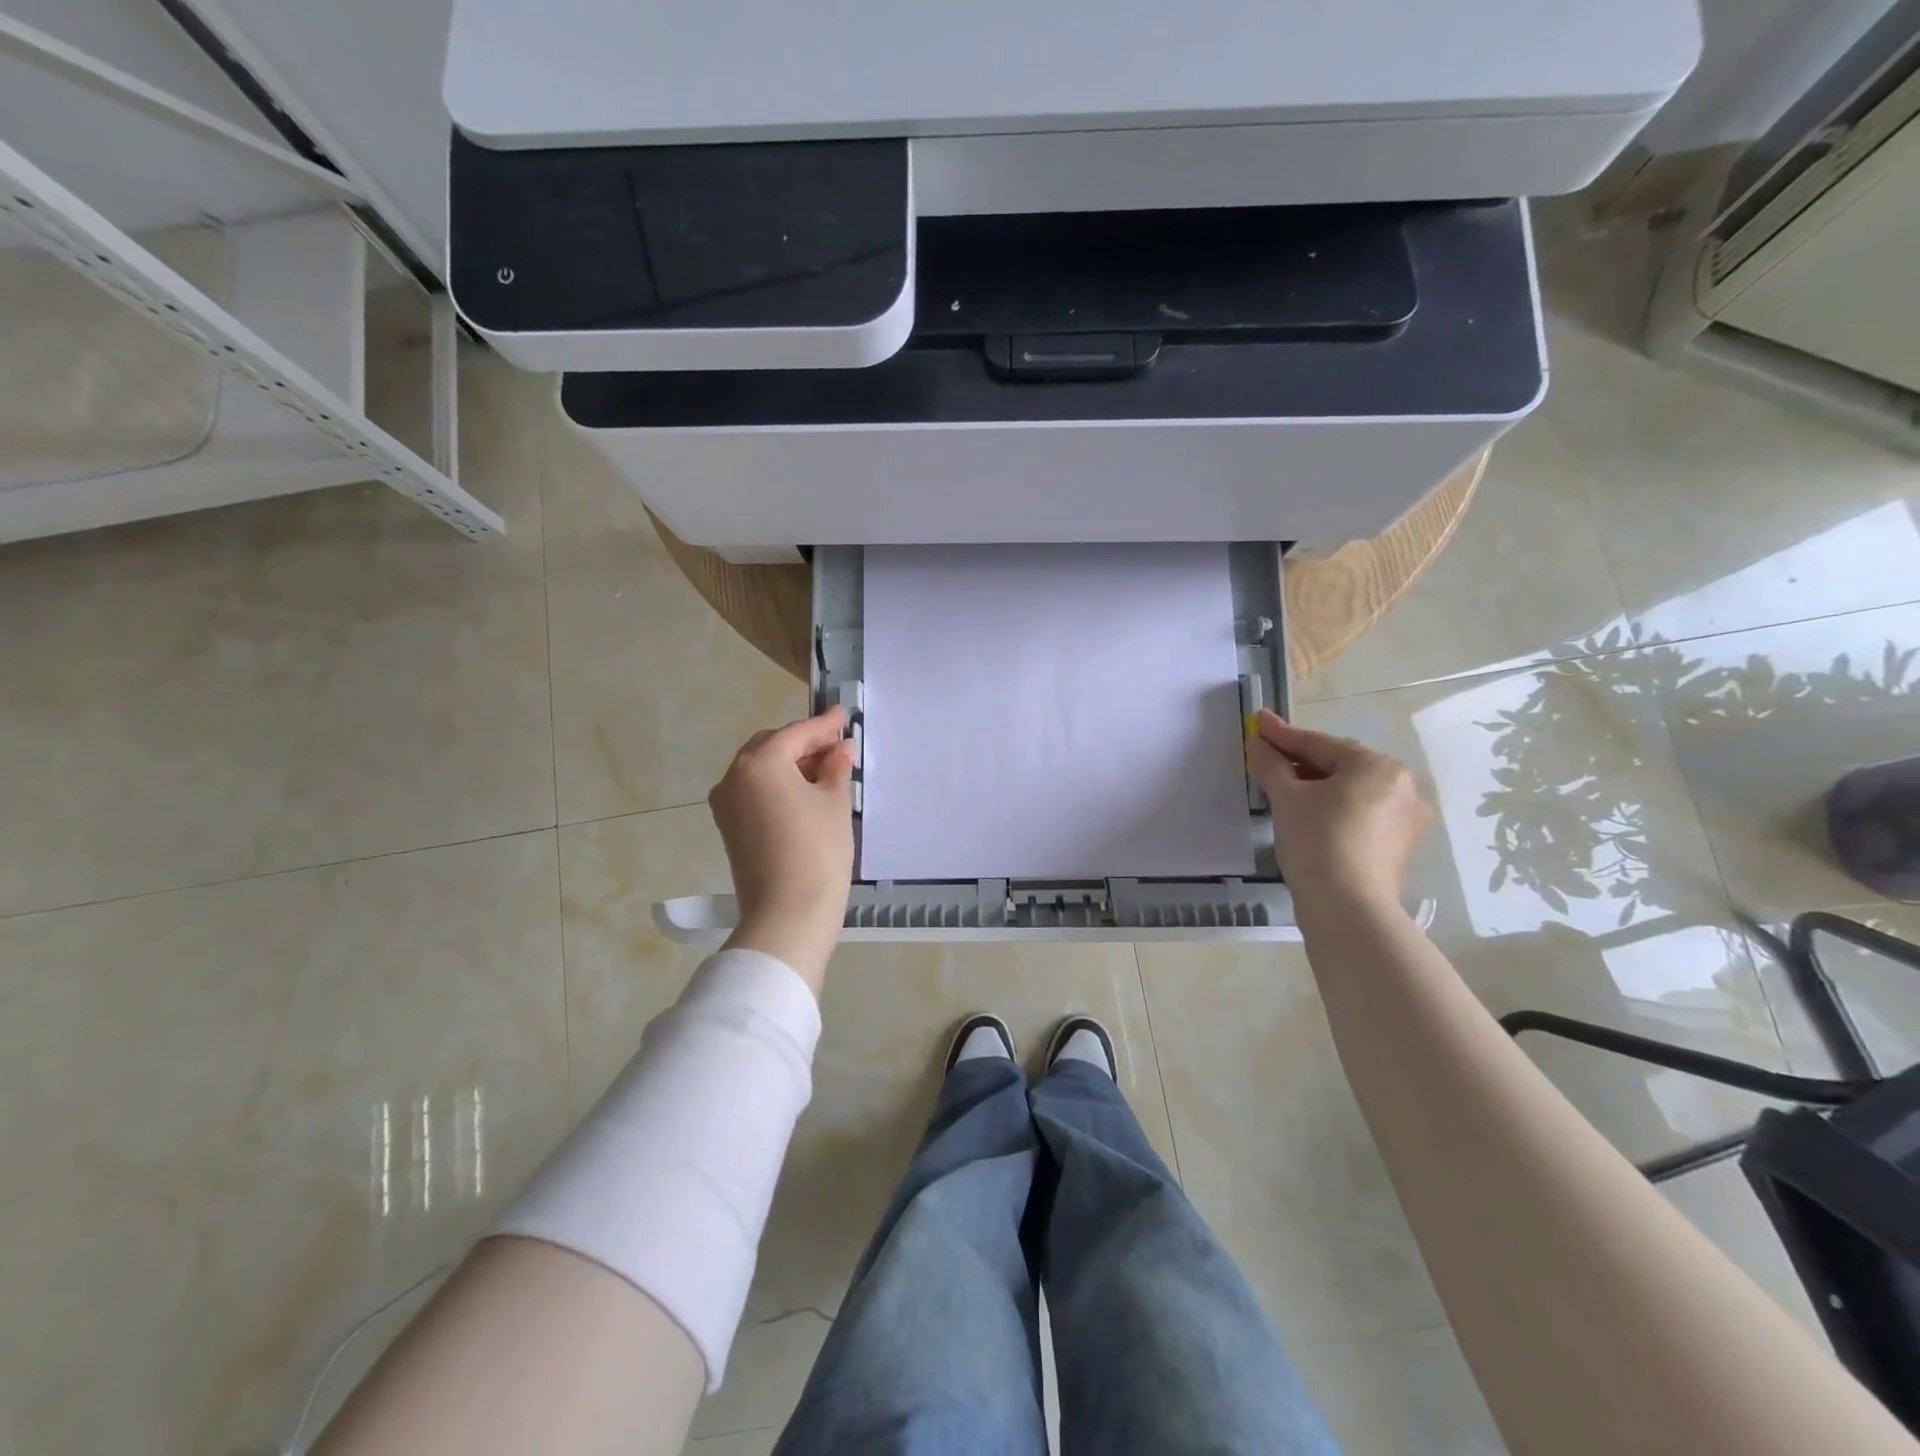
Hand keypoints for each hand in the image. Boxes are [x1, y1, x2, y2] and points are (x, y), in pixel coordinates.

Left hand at [708, 708, 856, 993]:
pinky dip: (778, 786)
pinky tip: (805, 793)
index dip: (824, 725)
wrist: (788, 914)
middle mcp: (733, 777)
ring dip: (791, 765)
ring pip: (760, 770)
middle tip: (837, 746)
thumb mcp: (835, 802)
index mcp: (759, 763)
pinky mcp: (729, 828)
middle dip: (804, 744)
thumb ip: (836, 767)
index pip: (796, 733)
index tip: (844, 715)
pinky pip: (754, 792)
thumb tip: (840, 749)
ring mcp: (726, 804)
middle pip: (772, 747)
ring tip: (826, 770)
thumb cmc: (818, 850)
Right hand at [1247, 711, 1430, 907]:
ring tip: (1283, 786)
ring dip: (1317, 785)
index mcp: (1378, 766)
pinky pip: (1361, 812)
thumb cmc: (1317, 842)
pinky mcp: (1399, 844)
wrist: (1348, 908)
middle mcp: (1402, 785)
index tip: (1257, 722)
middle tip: (1267, 756)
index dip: (1283, 735)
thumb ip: (1272, 765)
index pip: (1320, 744)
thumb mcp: (1287, 798)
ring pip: (1351, 790)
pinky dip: (1334, 807)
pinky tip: (1308, 813)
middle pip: (1340, 765)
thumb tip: (1258, 743)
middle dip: (1301, 761)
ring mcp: (1406, 817)